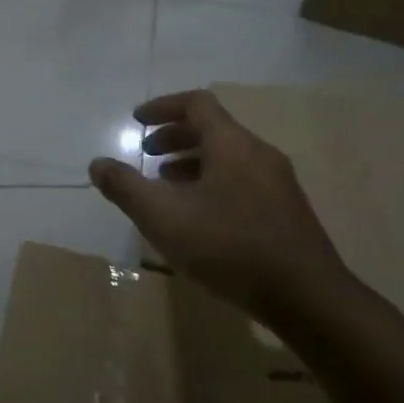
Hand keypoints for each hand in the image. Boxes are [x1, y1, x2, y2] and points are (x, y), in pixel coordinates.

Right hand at [89, 89, 348, 321]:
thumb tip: (97, 164)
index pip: (196, 104)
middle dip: (174, 136)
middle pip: (213, 128)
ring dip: (192, 161)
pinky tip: (198, 216)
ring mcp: (277, 183)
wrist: (306, 298)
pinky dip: (211, 181)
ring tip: (165, 185)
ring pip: (228, 156)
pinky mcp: (285, 210)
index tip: (136, 121)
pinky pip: (241, 179)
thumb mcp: (162, 216)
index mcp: (232, 145)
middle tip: (145, 154)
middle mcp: (259, 154)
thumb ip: (125, 187)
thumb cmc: (228, 247)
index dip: (162, 107)